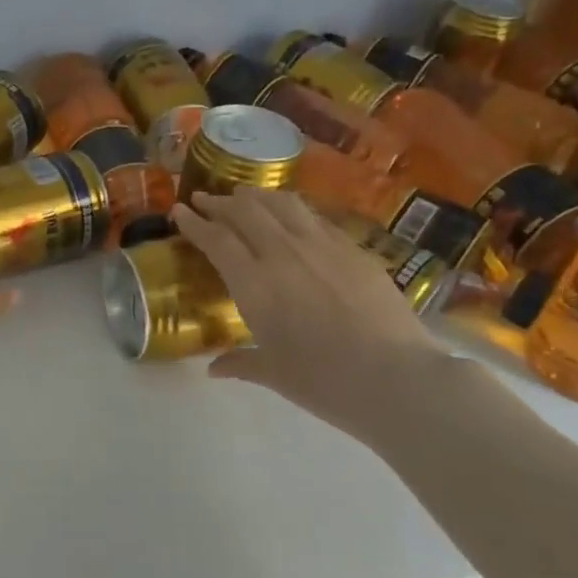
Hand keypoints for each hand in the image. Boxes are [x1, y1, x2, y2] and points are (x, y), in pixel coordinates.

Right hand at [172, 188, 448, 437]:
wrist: (398, 378)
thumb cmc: (325, 382)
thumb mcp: (274, 374)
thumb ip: (240, 363)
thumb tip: (213, 368)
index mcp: (254, 283)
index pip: (216, 239)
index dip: (194, 222)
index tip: (179, 211)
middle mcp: (283, 253)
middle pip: (245, 211)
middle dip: (219, 202)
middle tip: (205, 200)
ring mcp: (322, 246)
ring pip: (281, 204)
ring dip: (256, 195)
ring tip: (245, 195)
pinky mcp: (354, 249)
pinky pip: (314, 217)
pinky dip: (292, 210)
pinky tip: (292, 217)